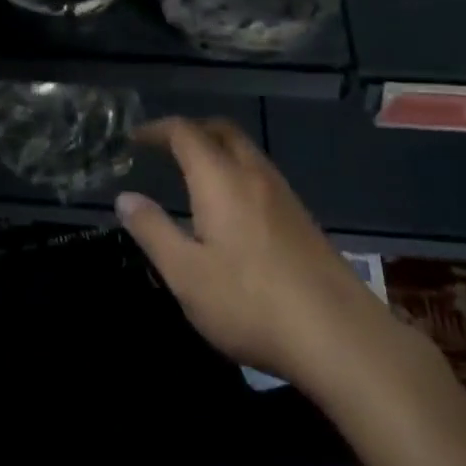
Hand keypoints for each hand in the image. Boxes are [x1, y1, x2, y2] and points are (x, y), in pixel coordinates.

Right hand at [116, 117, 380, 388]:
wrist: (339, 336)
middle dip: (191, 130)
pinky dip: (237, 172)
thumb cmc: (251, 303)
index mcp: (220, 179)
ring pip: (247, 152)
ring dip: (218, 149)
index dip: (157, 129)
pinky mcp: (302, 219)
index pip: (185, 133)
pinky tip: (233, 209)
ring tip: (195, 174)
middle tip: (166, 147)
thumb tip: (125, 197)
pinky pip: (262, 176)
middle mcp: (253, 174)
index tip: (135, 138)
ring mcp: (284, 195)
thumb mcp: (186, 274)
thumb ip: (153, 231)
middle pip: (222, 131)